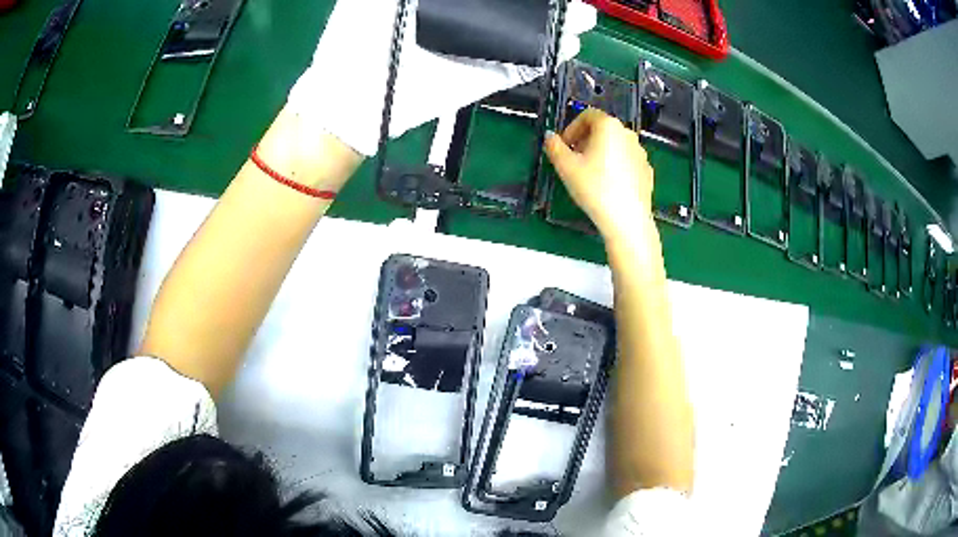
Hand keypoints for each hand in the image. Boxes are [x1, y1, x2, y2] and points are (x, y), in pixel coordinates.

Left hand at [287, 0, 596, 155]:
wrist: (348, 105)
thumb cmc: (350, 45)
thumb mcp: (367, 2)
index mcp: (441, 1)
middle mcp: (464, 20)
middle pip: (512, 7)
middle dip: (541, 4)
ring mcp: (475, 47)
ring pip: (524, 32)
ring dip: (555, 24)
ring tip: (579, 17)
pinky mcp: (482, 75)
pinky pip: (521, 63)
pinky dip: (548, 54)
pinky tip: (569, 43)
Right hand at [544, 109, 653, 237]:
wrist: (627, 219)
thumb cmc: (595, 188)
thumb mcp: (566, 167)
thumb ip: (554, 147)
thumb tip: (549, 136)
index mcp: (609, 126)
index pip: (587, 115)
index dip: (572, 128)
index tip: (564, 146)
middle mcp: (628, 134)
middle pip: (603, 129)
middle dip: (585, 140)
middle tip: (574, 160)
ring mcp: (640, 153)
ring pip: (616, 145)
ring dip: (601, 153)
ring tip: (590, 174)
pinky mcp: (647, 171)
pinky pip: (627, 161)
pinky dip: (615, 166)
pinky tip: (607, 185)